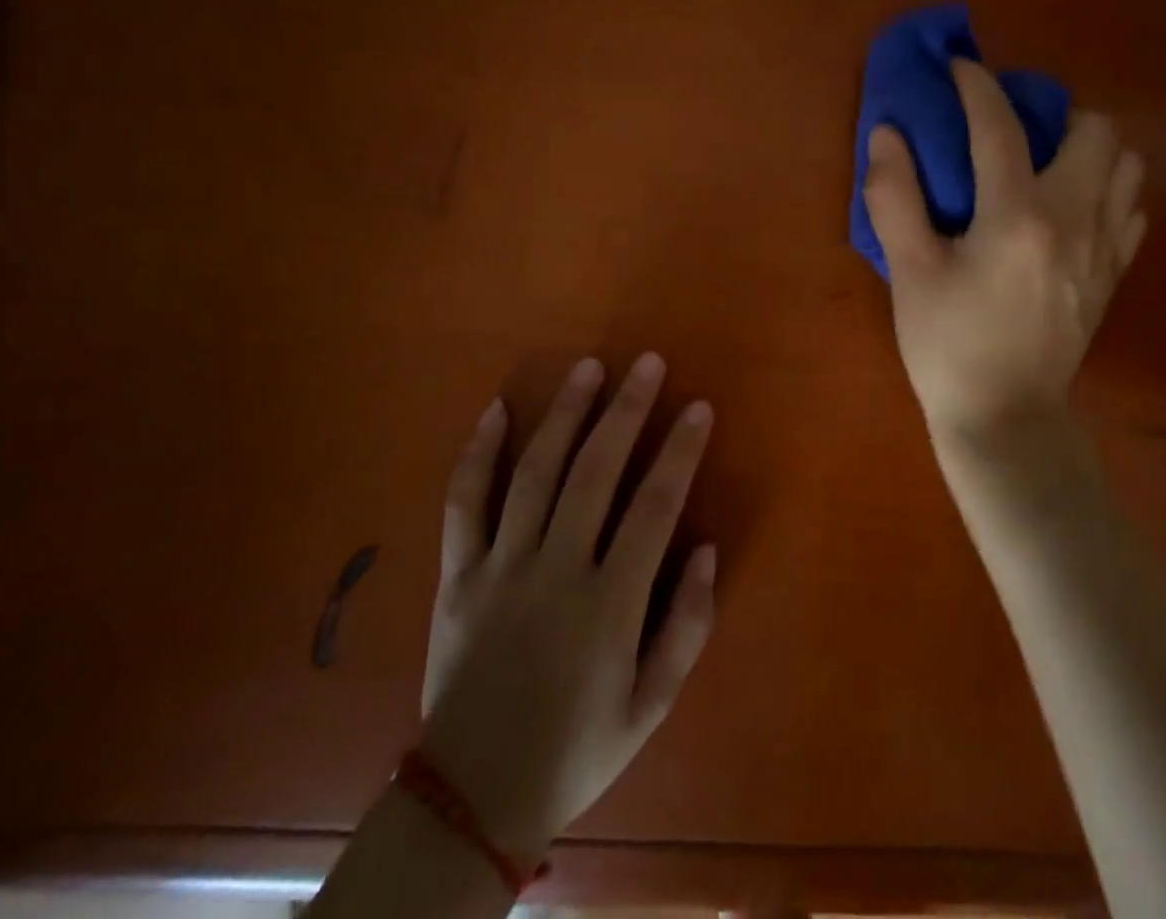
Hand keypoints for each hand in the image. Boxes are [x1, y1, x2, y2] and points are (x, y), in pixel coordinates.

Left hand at [417, 353, 716, 863]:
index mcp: (608, 606)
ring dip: (566, 414)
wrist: (470, 802)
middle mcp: (555, 572)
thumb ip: (687, 627)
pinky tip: (498, 409)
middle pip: (595, 473)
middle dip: (626, 411)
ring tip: (589, 368)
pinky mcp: (457, 575)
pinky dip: (478, 453)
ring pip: (535, 473)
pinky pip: (464, 503)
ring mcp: (500, 569)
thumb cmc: (577, 749)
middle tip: (648, 363)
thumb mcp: (651, 707)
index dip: (680, 451)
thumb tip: (707, 548)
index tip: (698, 406)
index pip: (654, 508)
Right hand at [862, 59, 1145, 449]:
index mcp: (1017, 217)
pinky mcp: (1114, 273)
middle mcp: (1075, 220)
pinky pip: (1131, 207)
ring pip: (1127, 164)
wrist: (1005, 419)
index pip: (1001, 127)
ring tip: (1045, 163)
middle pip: (1095, 129)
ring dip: (1088, 147)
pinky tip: (1069, 207)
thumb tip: (887, 133)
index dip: (978, 86)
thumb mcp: (909, 271)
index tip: (960, 67)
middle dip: (1053, 112)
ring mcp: (1105, 248)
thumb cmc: (948, 345)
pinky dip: (1106, 189)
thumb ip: (895, 196)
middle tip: (1012, 129)